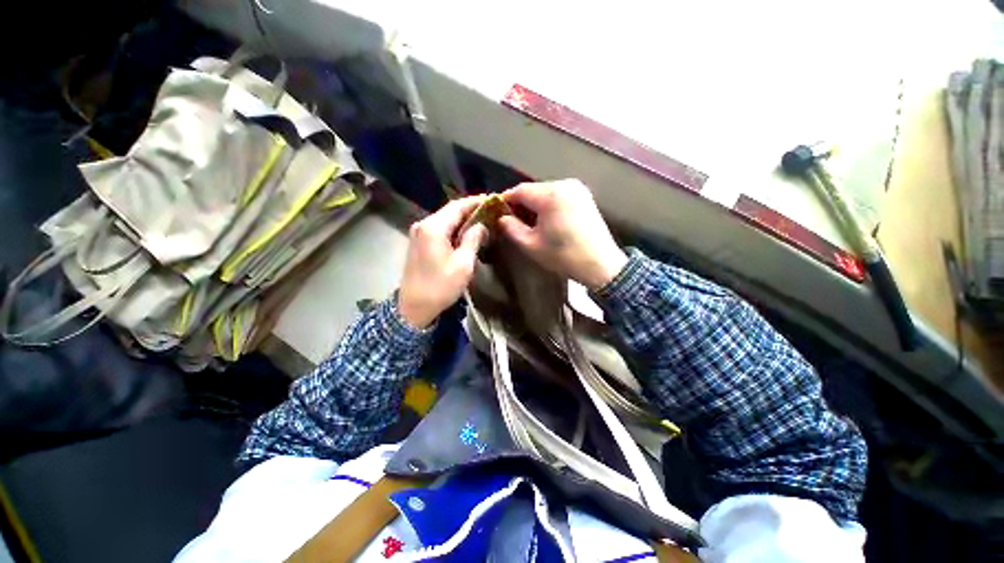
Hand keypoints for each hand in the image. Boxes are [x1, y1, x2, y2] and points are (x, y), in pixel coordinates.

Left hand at [398, 196, 488, 327]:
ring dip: (462, 218)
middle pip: (450, 210)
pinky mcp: (417, 242)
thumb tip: (481, 225)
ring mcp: (418, 232)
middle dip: (471, 209)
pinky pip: (438, 227)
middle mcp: (423, 224)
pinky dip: (453, 227)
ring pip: (444, 218)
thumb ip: (473, 239)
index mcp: (433, 227)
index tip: (495, 200)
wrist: (413, 307)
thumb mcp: (463, 265)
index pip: (458, 205)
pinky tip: (466, 232)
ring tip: (483, 220)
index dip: (477, 201)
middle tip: (492, 210)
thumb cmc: (439, 287)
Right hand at [499, 180, 626, 289]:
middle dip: (522, 203)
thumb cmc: (564, 256)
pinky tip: (549, 220)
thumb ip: (511, 228)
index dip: (506, 202)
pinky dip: (550, 204)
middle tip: (514, 222)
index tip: (499, 215)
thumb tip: (502, 218)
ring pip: (546, 191)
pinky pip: (559, 194)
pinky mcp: (585, 195)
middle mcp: (563, 184)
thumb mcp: (531, 245)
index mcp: (549, 194)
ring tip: (532, 223)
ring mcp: (576, 188)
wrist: (602, 264)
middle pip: (533, 189)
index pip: (518, 191)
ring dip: (536, 203)